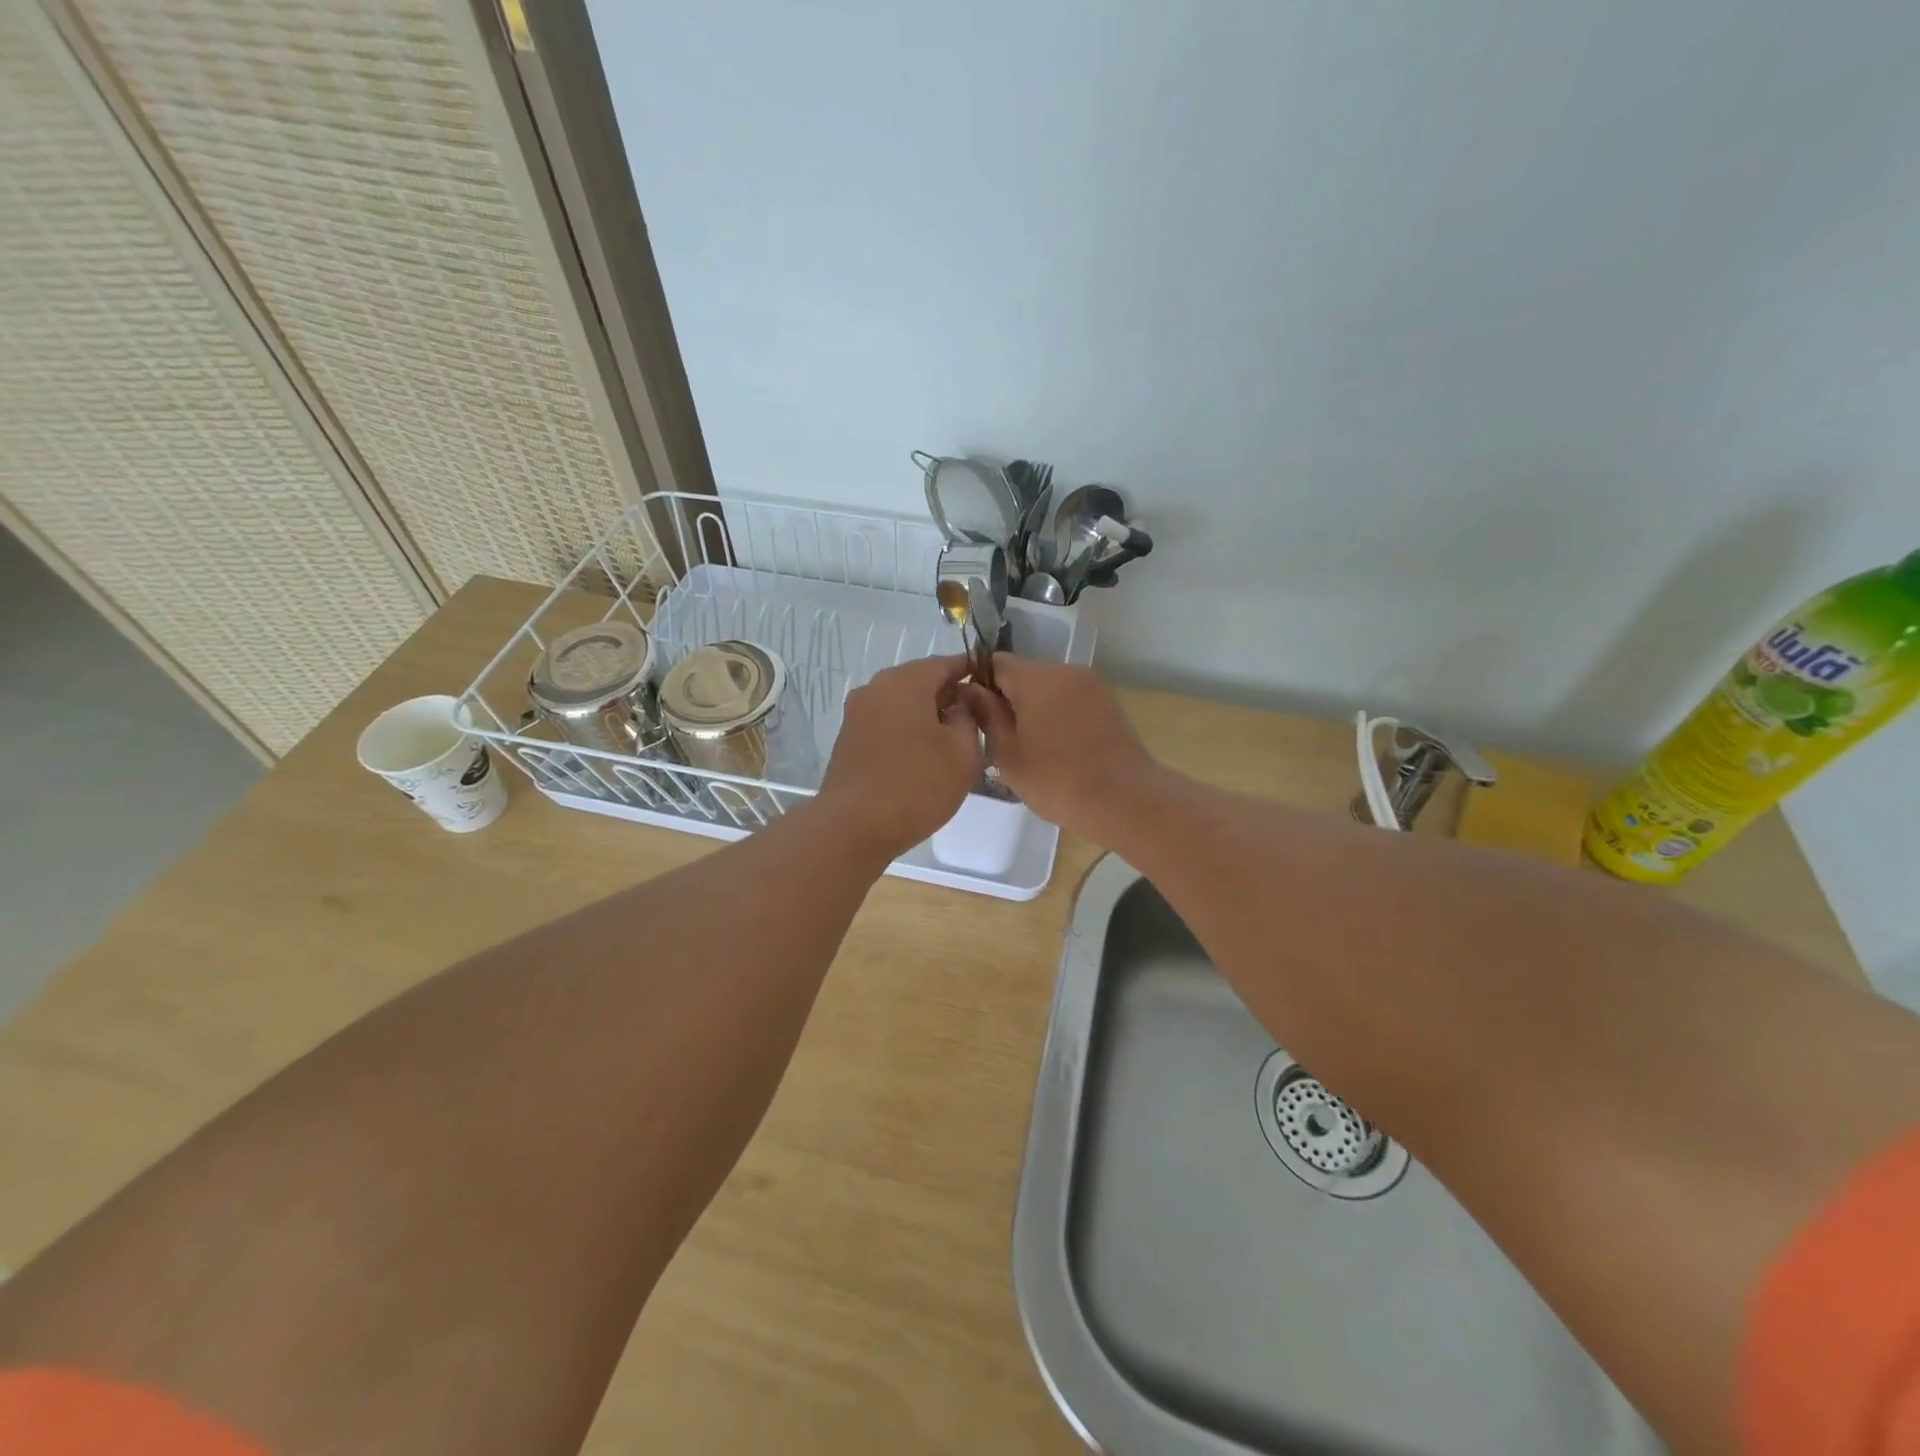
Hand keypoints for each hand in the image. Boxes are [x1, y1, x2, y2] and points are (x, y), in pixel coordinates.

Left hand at [815, 654, 981, 858]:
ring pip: (902, 704)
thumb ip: (968, 717)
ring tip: (952, 743)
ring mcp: (857, 713)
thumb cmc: (917, 785)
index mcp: (905, 681)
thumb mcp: (963, 752)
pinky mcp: (848, 739)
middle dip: (949, 696)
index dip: (972, 672)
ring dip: (927, 716)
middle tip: (976, 720)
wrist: (853, 827)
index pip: (946, 663)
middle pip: (921, 681)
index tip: (992, 686)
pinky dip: (906, 731)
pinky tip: (922, 757)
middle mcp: (876, 688)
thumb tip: (960, 703)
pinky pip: (886, 723)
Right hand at [960, 657, 1158, 835]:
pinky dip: (1057, 716)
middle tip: (998, 739)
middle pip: (1023, 674)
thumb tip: (970, 690)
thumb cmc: (1057, 779)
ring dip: (1033, 709)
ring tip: (1027, 748)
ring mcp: (1092, 686)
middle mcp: (1066, 671)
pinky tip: (1055, 750)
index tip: (973, 715)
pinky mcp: (1108, 704)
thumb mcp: (1007, 754)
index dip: (978, 684)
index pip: (995, 663)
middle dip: (1007, 699)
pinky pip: (1070, 701)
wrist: (1125, 800)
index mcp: (1037, 677)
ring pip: (1048, 688)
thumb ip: (986, 715)